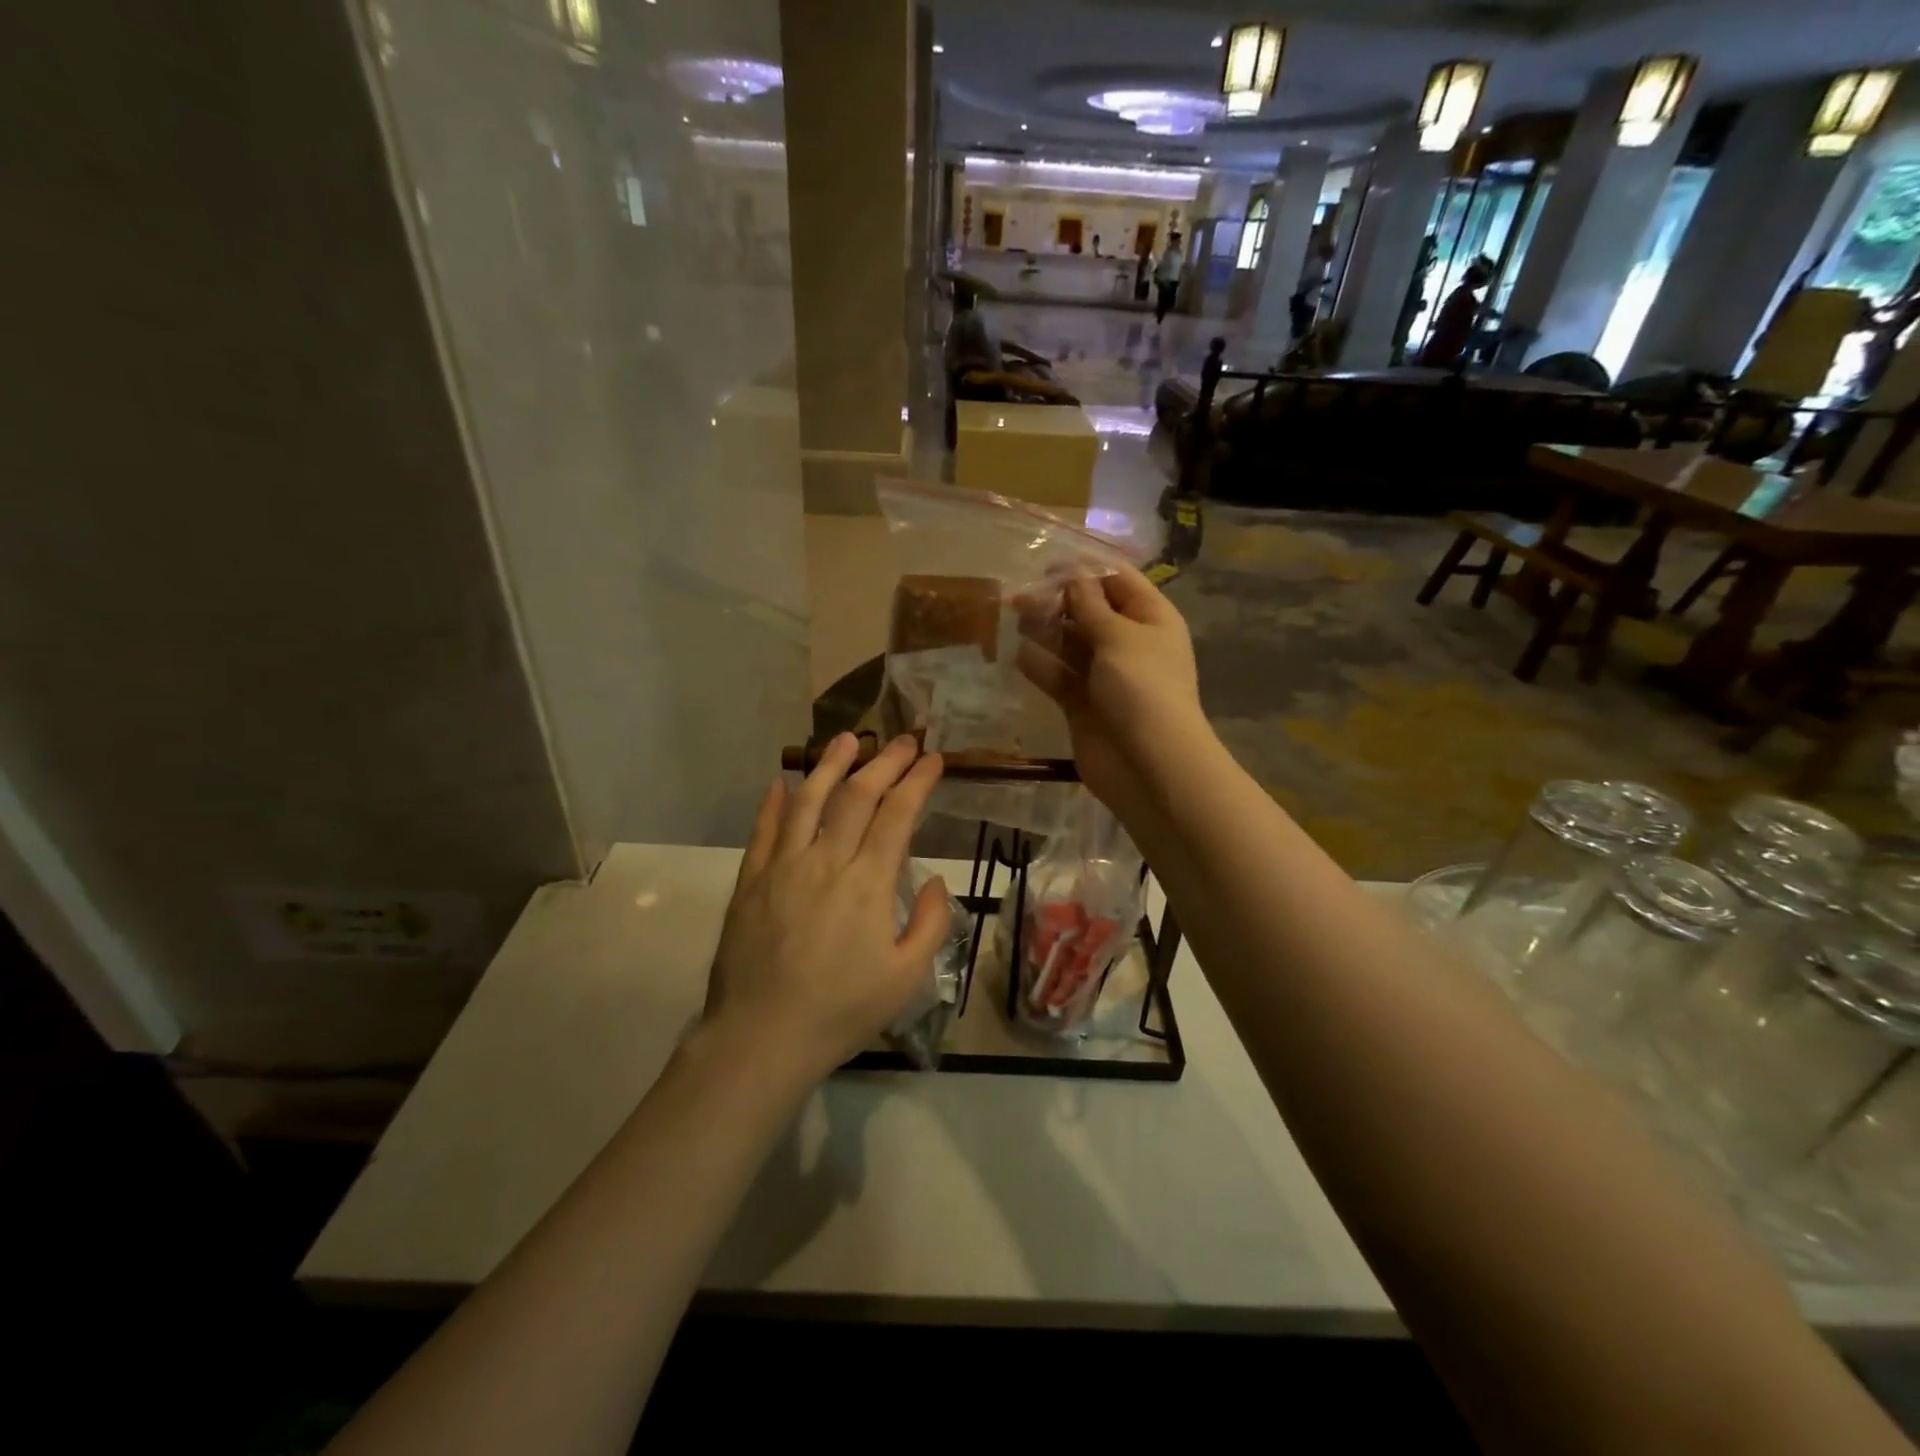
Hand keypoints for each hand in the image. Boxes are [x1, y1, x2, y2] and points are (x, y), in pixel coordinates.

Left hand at [704, 734, 950, 1082]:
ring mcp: (782, 866)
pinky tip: (782, 781)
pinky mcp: (750, 880)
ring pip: (808, 799)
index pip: (898, 814)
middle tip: (904, 741)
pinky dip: (775, 801)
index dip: (917, 781)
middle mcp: (825, 861)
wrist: (762, 1037)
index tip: (933, 759)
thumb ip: (932, 924)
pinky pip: (764, 829)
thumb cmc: (841, 1011)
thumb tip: (937, 881)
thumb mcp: (907, 978)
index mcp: (868, 883)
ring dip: (830, 765)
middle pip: (857, 796)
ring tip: (848, 739)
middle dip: (885, 762)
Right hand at [1015, 564, 1210, 817]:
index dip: (1084, 570)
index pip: (1117, 581)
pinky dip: (1040, 666)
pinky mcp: (1081, 704)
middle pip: (1089, 611)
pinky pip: (1058, 677)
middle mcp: (1128, 643)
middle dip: (1057, 601)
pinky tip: (1020, 657)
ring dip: (1044, 631)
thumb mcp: (1120, 637)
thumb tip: (1074, 577)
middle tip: (1020, 599)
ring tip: (1017, 621)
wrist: (1150, 766)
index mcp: (1150, 619)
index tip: (1046, 566)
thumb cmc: (1143, 689)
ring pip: (1069, 643)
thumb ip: (1091, 606)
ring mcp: (1104, 675)